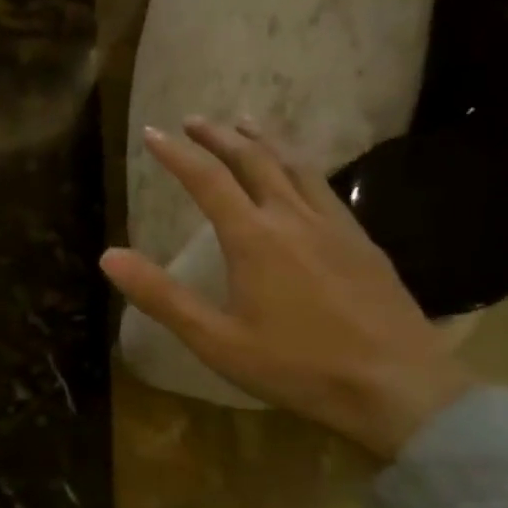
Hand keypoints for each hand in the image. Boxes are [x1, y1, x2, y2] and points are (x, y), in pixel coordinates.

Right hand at [101, 118, 472, 457]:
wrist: (399, 388)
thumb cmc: (297, 366)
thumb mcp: (216, 339)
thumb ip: (161, 295)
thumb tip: (108, 256)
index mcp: (254, 238)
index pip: (207, 180)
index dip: (176, 154)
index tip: (153, 132)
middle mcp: (293, 218)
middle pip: (253, 160)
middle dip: (219, 136)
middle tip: (194, 120)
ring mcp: (334, 226)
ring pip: (294, 166)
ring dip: (263, 141)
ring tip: (244, 124)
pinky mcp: (362, 242)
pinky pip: (324, 186)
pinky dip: (299, 165)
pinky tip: (299, 175)